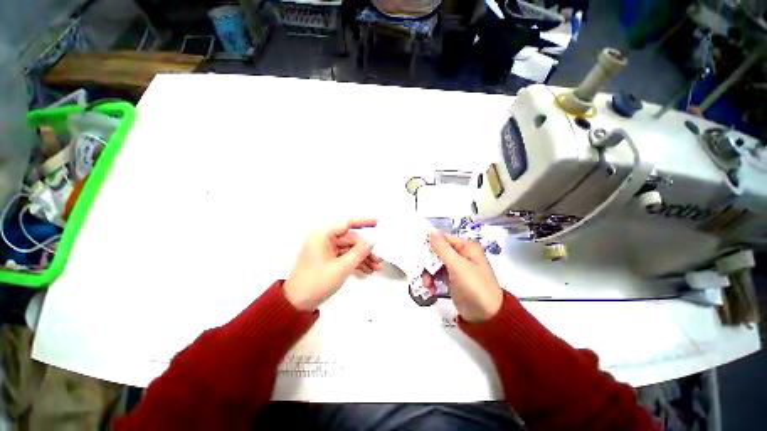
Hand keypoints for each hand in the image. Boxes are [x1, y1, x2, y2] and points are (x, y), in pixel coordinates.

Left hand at [284, 219, 381, 310]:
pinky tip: (368, 270)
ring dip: (363, 258)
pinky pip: (345, 257)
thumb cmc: (316, 282)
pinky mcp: (328, 260)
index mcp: (323, 235)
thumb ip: (358, 252)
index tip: (377, 223)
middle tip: (379, 258)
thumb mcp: (341, 267)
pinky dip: (356, 263)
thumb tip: (371, 241)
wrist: (295, 304)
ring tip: (377, 267)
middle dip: (366, 249)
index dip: (363, 222)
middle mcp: (325, 239)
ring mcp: (327, 250)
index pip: (346, 224)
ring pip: (350, 249)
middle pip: (351, 240)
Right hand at [423, 231, 502, 322]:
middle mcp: (462, 255)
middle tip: (420, 270)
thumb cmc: (474, 287)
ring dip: (429, 273)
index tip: (417, 250)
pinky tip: (431, 289)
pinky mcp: (453, 280)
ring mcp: (457, 268)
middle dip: (428, 262)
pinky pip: (439, 275)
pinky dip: (433, 280)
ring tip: (427, 284)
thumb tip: (432, 231)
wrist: (486, 317)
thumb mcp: (457, 265)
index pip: (444, 239)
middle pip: (438, 252)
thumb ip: (443, 248)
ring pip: (436, 264)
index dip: (430, 244)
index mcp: (466, 247)